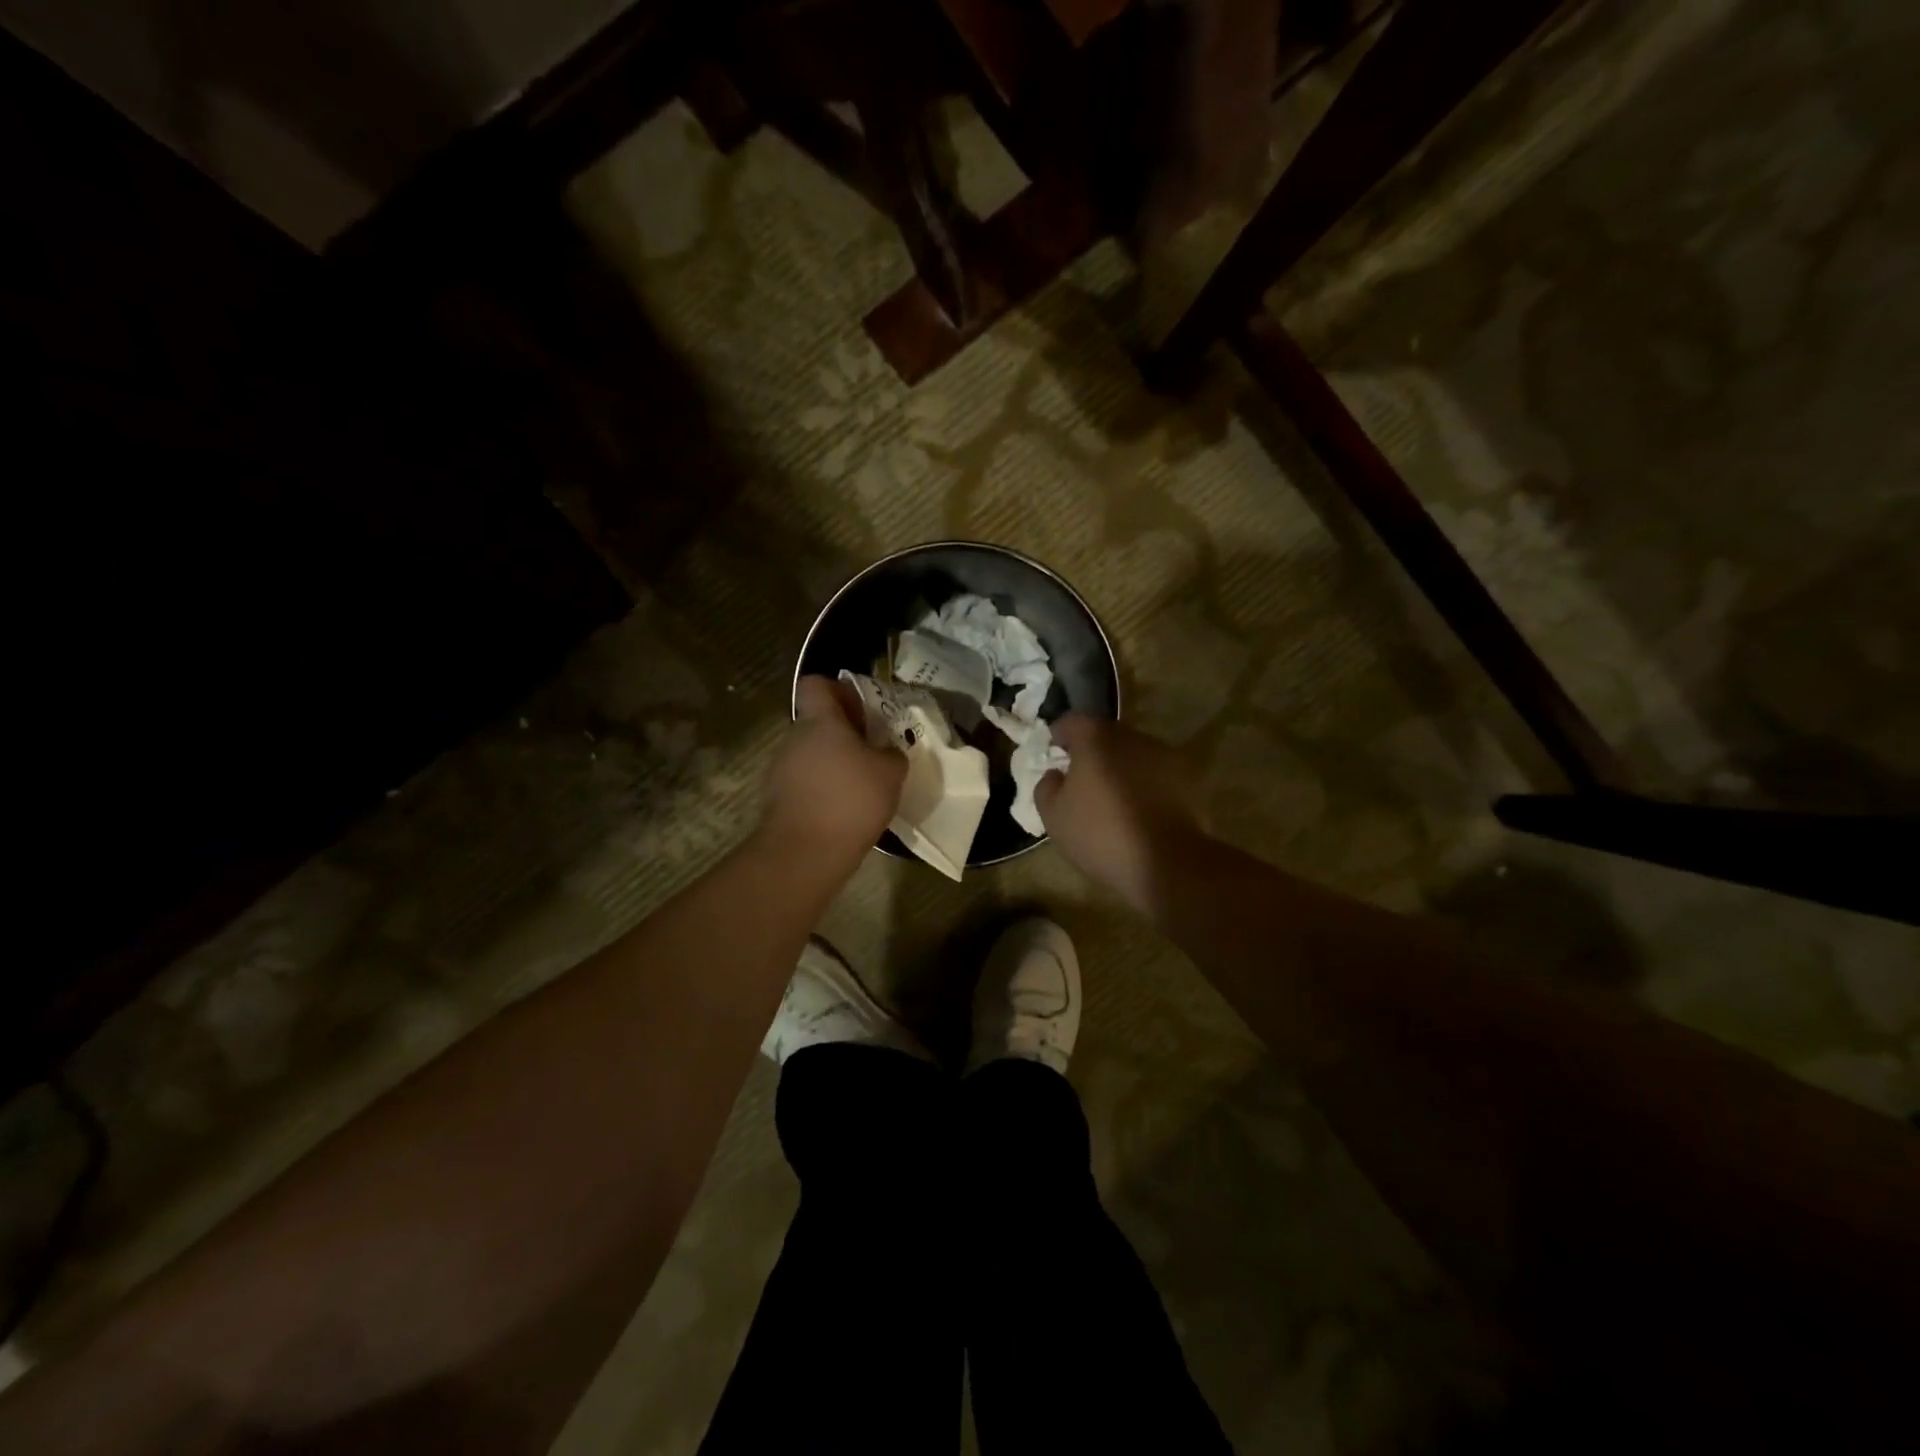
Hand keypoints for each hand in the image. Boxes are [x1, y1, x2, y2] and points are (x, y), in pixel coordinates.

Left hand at [762, 675, 906, 858]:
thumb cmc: (851, 800)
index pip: (816, 684)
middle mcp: (794, 739)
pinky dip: (823, 789)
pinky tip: (844, 811)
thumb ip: (892, 752)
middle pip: (817, 722)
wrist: (805, 853)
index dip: (839, 690)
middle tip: (872, 753)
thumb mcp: (891, 772)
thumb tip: (886, 750)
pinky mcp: (777, 800)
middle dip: (844, 733)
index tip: (862, 711)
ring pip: (811, 754)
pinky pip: (805, 782)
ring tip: (861, 787)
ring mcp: (781, 770)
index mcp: (819, 722)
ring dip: (834, 763)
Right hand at [1035, 716, 1208, 913]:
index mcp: (1095, 738)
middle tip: (1081, 778)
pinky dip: (1145, 784)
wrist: (1166, 862)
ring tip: (1113, 796)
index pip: (1072, 722)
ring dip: (1121, 767)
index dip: (1059, 735)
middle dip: (1092, 751)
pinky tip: (1140, 809)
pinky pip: (1156, 773)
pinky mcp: (1187, 778)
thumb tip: (1055, 774)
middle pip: (1106, 735)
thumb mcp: (1053, 816)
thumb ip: (1047, 786)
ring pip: (1133, 753)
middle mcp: (1131, 737)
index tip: (1054, 752)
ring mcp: (1163, 755)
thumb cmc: (1100, 834)